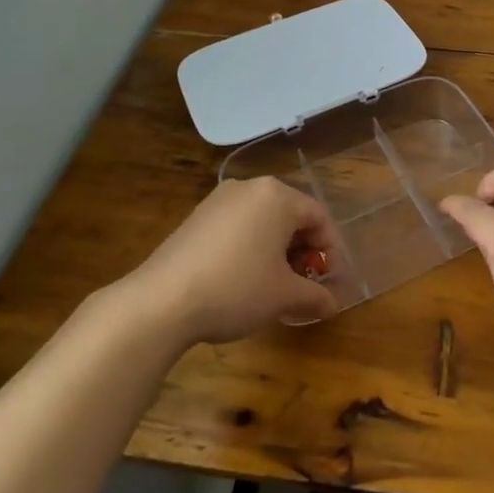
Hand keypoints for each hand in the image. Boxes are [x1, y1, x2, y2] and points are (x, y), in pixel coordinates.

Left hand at [126, 177, 339, 343]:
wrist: (161, 301)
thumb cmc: (236, 289)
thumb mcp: (284, 296)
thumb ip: (314, 296)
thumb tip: (332, 305)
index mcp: (277, 196)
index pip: (319, 217)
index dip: (329, 250)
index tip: (327, 281)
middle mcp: (250, 187)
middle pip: (290, 215)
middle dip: (302, 250)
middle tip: (303, 284)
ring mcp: (219, 200)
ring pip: (263, 221)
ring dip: (276, 250)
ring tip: (273, 285)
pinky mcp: (196, 217)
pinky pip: (237, 226)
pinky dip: (250, 247)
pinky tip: (242, 279)